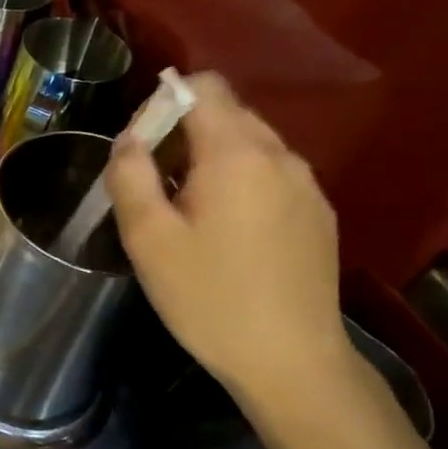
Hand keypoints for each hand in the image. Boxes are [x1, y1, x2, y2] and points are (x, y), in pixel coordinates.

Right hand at [107, 72, 353, 408]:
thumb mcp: (147, 238)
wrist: (290, 361)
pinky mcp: (318, 214)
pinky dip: (240, 181)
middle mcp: (280, 156)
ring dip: (212, 158)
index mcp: (237, 154)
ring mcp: (306, 185)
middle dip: (184, 132)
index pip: (204, 87)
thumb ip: (130, 175)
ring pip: (251, 144)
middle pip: (227, 112)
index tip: (141, 146)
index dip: (164, 101)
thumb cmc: (208, 296)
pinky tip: (226, 232)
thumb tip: (129, 140)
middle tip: (155, 185)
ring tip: (187, 211)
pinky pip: (271, 174)